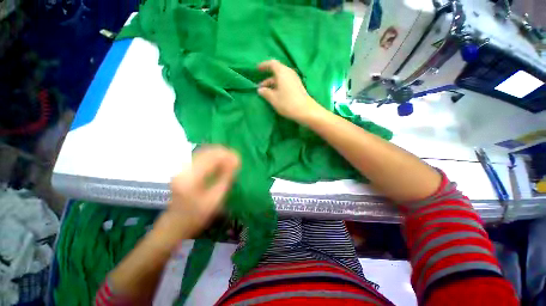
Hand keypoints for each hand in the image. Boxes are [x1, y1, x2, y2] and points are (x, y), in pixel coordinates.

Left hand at [155, 146, 240, 241]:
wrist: (173, 224)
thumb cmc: (196, 216)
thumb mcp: (215, 199)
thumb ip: (226, 178)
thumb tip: (235, 163)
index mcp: (191, 176)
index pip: (213, 157)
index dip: (228, 155)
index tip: (239, 160)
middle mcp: (184, 167)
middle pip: (208, 151)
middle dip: (225, 153)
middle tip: (236, 160)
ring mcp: (182, 167)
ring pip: (204, 152)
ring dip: (219, 155)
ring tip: (230, 161)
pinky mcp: (183, 168)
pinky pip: (201, 157)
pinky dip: (213, 158)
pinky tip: (220, 163)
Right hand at [257, 60, 324, 123]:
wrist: (306, 111)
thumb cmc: (288, 103)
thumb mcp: (273, 98)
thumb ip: (265, 92)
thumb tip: (260, 89)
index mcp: (282, 72)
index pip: (271, 63)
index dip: (264, 65)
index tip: (257, 70)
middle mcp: (289, 73)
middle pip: (276, 72)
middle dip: (267, 79)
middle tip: (260, 88)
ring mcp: (294, 80)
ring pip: (281, 78)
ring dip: (273, 84)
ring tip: (266, 93)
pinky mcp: (298, 87)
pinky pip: (286, 83)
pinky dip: (279, 87)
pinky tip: (276, 95)